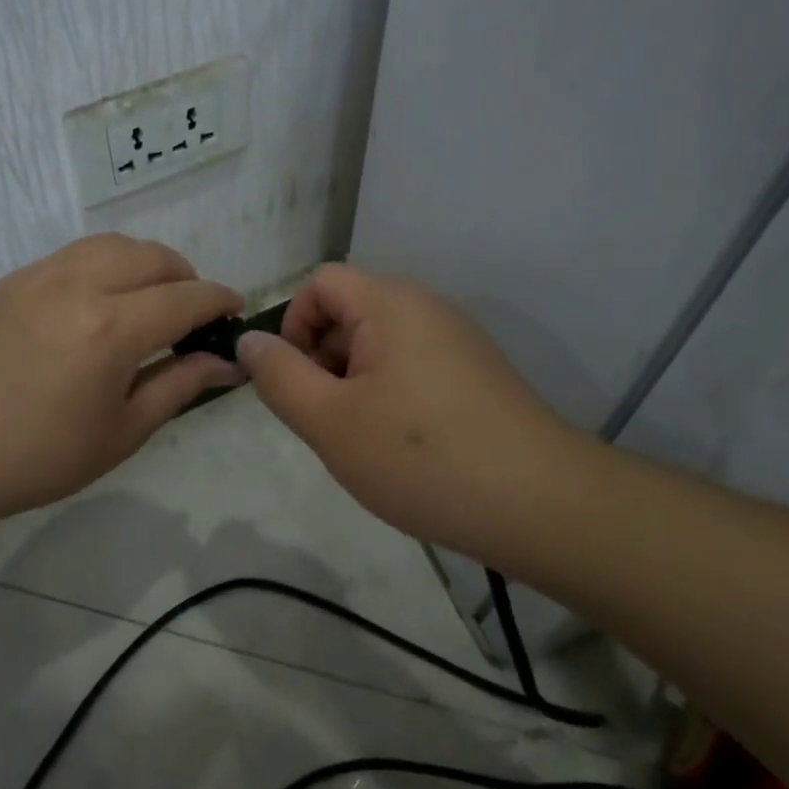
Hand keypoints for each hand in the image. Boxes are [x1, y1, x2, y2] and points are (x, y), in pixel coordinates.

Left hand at [0, 235, 242, 526]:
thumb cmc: (41, 455)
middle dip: (187, 278)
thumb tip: (226, 362)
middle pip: (154, 257)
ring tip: (150, 298)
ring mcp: (42, 275)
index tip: (235, 310)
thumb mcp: (122, 431)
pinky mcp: (15, 279)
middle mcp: (80, 285)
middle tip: (192, 313)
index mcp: (112, 329)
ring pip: (114, 244)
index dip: (219, 300)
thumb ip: (180, 384)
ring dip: (147, 263)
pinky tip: (102, 298)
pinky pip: (76, 254)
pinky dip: (106, 264)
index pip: (186, 298)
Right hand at [235, 264, 590, 556]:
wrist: (540, 504)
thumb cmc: (420, 457)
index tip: (295, 383)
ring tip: (364, 441)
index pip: (320, 284)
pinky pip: (414, 367)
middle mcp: (428, 308)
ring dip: (355, 384)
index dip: (293, 326)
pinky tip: (403, 448)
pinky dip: (391, 395)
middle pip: (351, 312)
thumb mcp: (329, 421)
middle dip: (323, 361)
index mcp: (391, 304)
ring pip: (382, 345)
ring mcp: (459, 341)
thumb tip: (249, 340)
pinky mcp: (478, 374)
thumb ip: (279, 375)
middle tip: (327, 421)